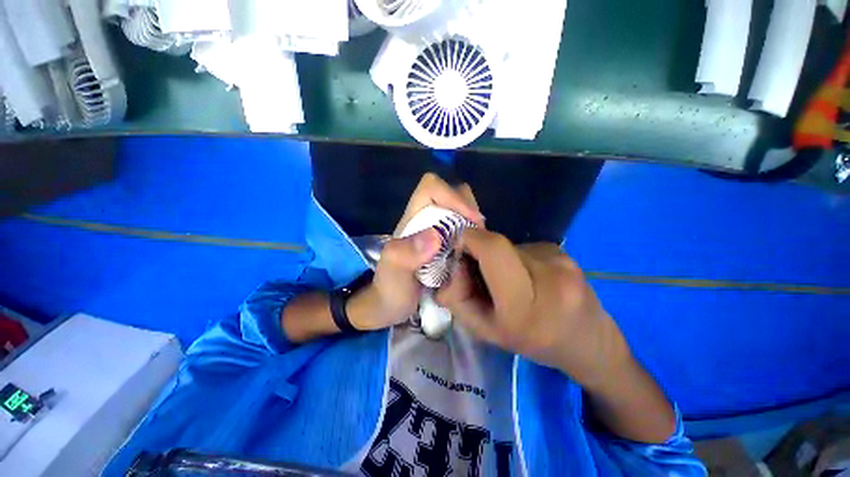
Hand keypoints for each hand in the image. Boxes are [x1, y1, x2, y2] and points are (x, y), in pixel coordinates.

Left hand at [351, 173, 483, 329]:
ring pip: (460, 211)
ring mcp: (437, 231)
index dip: (453, 196)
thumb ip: (404, 255)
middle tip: (478, 234)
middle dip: (468, 209)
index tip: (472, 221)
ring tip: (478, 245)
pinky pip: (464, 230)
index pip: (432, 187)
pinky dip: (473, 236)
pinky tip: (475, 253)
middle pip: (451, 194)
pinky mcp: (446, 244)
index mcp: (413, 218)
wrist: (390, 307)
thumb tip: (435, 236)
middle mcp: (426, 219)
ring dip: (473, 223)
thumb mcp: (392, 273)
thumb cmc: (389, 289)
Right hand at [435, 229, 630, 389]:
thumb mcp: (485, 331)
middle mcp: (549, 275)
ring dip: (500, 258)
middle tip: (481, 273)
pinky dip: (517, 258)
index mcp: (525, 304)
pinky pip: (525, 246)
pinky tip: (529, 276)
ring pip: (509, 245)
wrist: (588, 341)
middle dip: (480, 251)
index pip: (493, 249)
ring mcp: (560, 259)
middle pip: (497, 243)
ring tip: (511, 280)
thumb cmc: (532, 342)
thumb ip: (458, 299)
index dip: (470, 240)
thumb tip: (451, 264)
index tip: (460, 250)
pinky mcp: (563, 251)